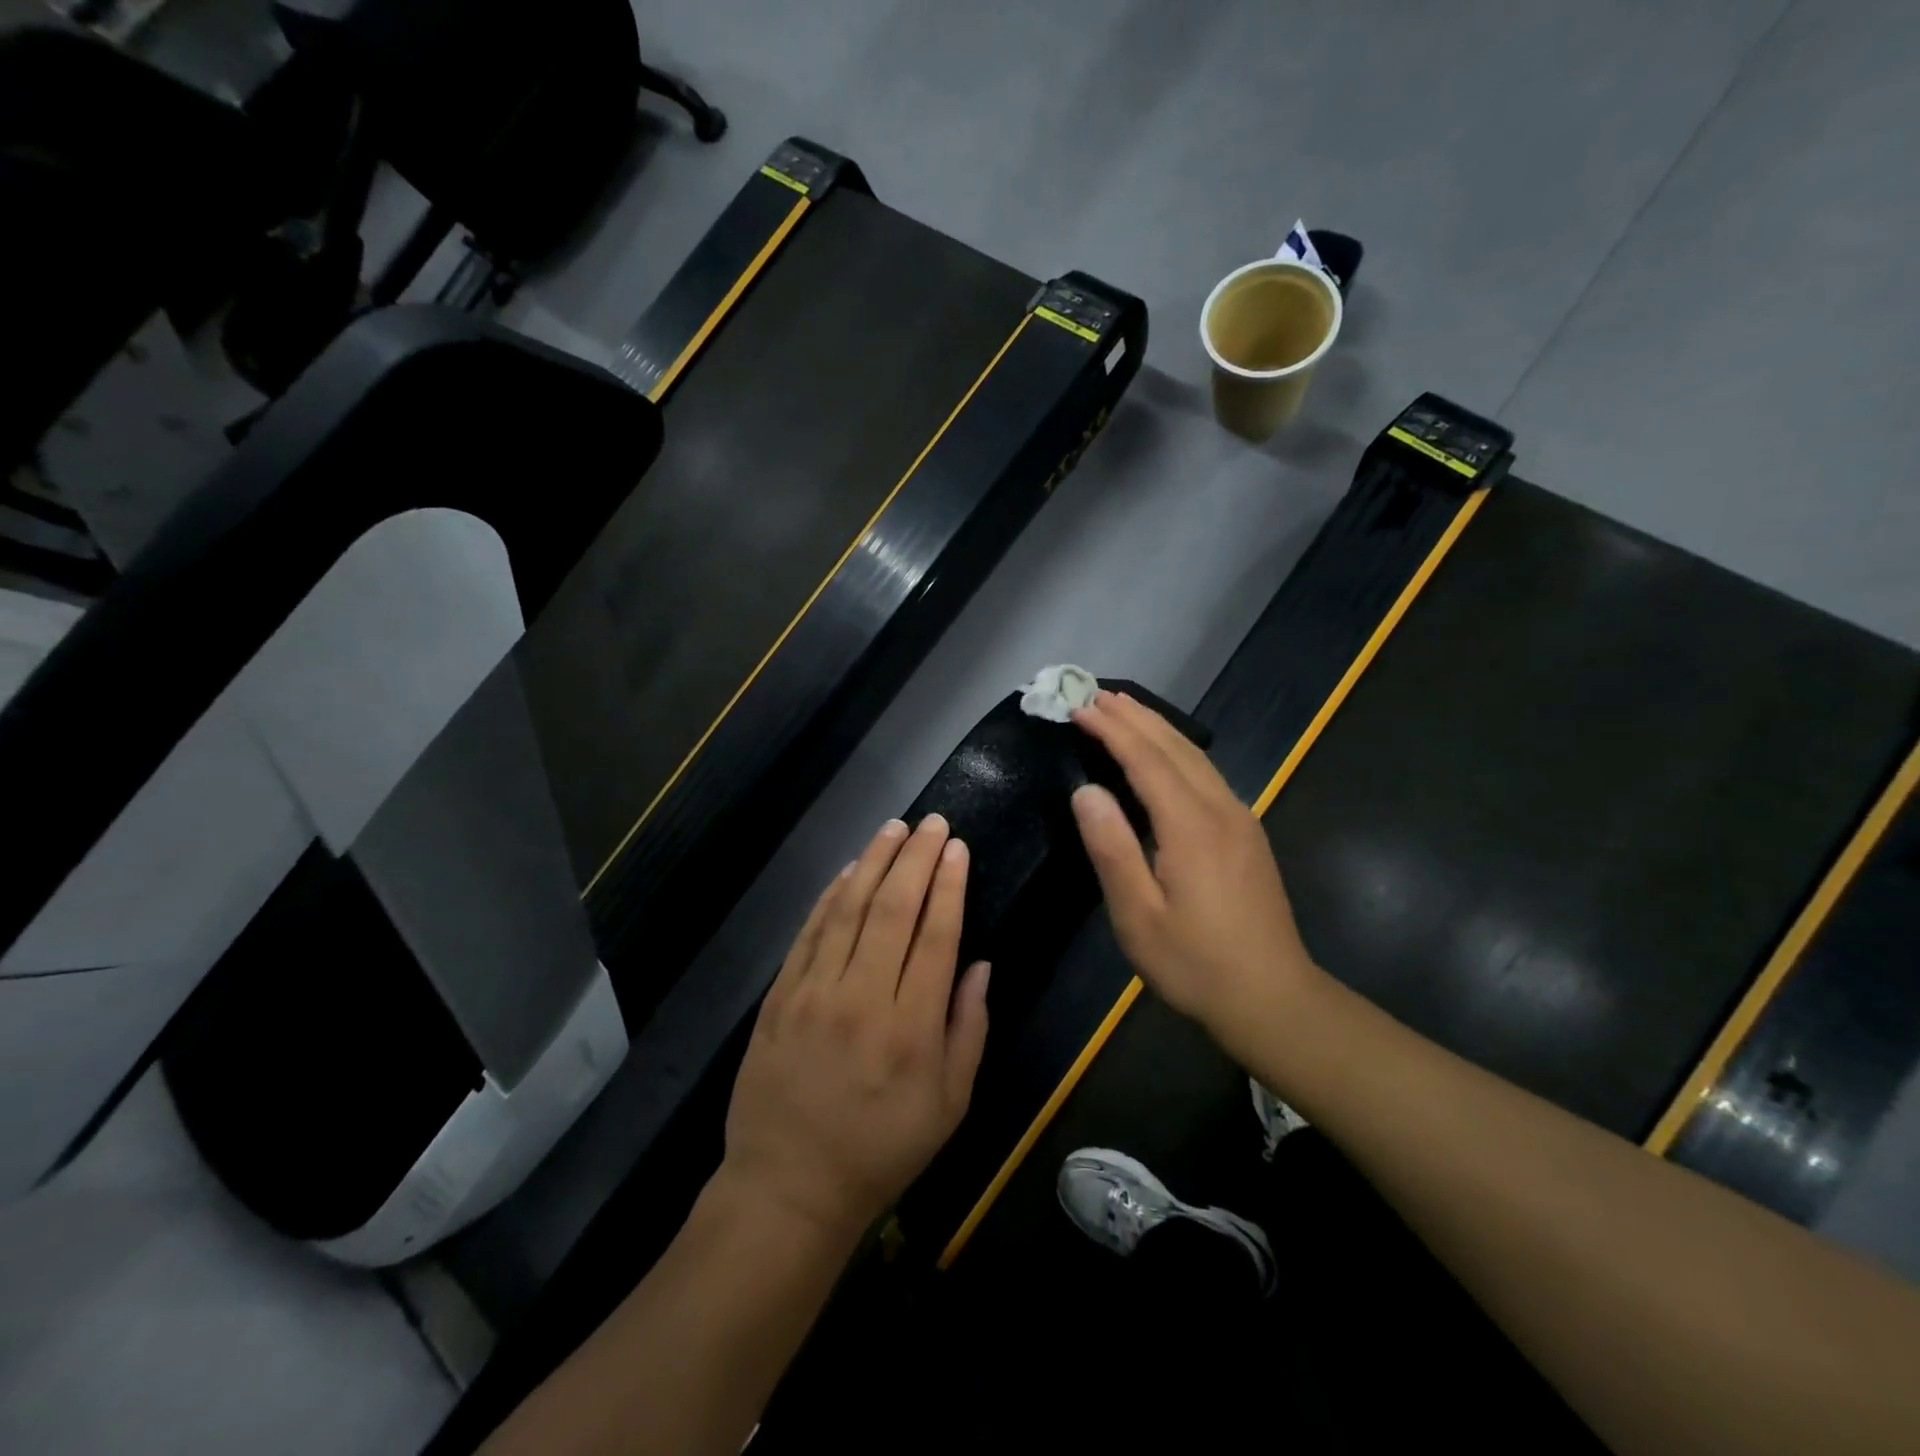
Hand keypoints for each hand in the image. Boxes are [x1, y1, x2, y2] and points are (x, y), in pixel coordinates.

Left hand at [721, 815, 990, 1240]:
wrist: (788, 1186)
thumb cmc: (881, 1149)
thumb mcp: (949, 1104)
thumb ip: (969, 1029)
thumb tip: (980, 964)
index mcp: (912, 1027)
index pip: (935, 935)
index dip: (948, 885)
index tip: (956, 847)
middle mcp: (862, 998)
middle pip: (893, 909)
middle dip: (916, 858)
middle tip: (931, 822)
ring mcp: (814, 993)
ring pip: (848, 910)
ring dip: (873, 863)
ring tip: (893, 828)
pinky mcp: (780, 996)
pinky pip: (809, 933)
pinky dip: (830, 896)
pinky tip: (848, 871)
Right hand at [1069, 690, 1320, 1047]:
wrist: (1274, 999)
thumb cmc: (1195, 963)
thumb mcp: (1138, 915)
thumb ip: (1112, 848)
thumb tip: (1086, 791)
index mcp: (1191, 826)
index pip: (1146, 760)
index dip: (1112, 730)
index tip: (1080, 707)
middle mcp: (1221, 810)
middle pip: (1175, 747)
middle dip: (1136, 717)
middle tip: (1098, 695)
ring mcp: (1241, 820)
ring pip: (1197, 757)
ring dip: (1158, 729)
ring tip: (1126, 711)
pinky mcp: (1248, 834)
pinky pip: (1208, 774)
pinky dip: (1178, 752)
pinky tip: (1166, 755)